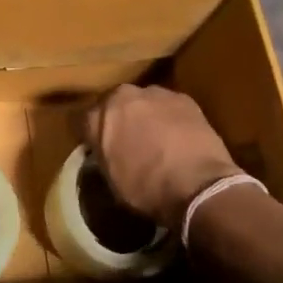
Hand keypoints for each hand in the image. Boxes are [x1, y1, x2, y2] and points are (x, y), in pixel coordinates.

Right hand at [85, 84, 241, 231]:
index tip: (99, 149)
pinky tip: (179, 138)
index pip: (86, 121)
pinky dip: (171, 118)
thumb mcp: (111, 179)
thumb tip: (106, 152)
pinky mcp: (185, 98)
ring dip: (147, 116)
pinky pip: (170, 107)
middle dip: (120, 119)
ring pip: (145, 102)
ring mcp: (156, 94)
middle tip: (128, 141)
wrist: (196, 185)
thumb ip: (104, 155)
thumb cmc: (145, 188)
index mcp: (98, 116)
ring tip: (157, 139)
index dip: (93, 136)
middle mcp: (123, 96)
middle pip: (116, 104)